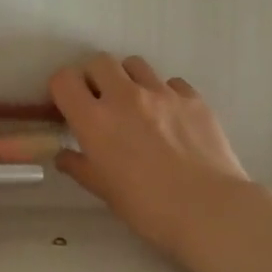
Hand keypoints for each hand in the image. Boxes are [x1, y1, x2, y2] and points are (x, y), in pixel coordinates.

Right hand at [50, 54, 250, 260]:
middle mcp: (125, 96)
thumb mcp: (104, 191)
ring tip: (137, 106)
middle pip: (99, 62)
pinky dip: (165, 94)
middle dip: (94, 77)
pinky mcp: (193, 98)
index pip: (64, 79)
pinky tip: (171, 118)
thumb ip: (80, 167)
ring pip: (135, 64)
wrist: (209, 210)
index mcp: (95, 120)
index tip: (68, 106)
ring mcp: (161, 92)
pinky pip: (171, 83)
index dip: (62, 89)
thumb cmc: (148, 207)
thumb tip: (64, 155)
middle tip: (100, 102)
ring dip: (128, 79)